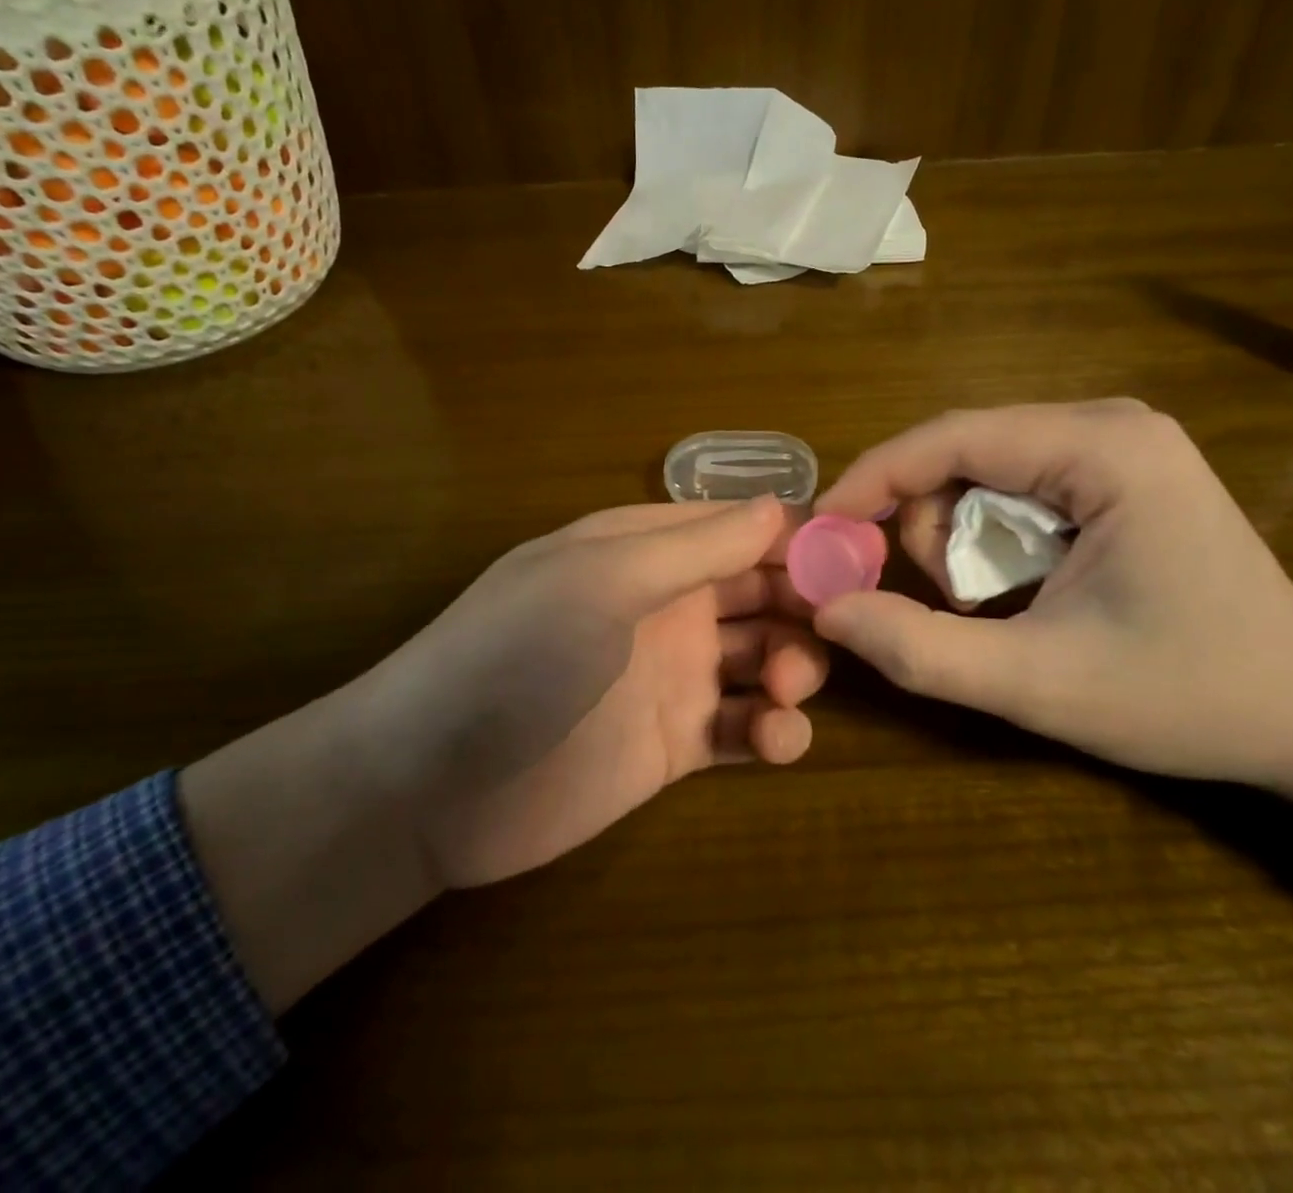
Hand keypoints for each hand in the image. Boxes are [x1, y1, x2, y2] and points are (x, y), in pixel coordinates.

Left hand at [346, 496, 822, 886]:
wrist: (433, 783)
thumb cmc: (516, 654)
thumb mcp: (602, 581)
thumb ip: (694, 547)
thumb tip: (781, 508)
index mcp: (647, 550)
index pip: (741, 527)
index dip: (800, 536)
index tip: (860, 555)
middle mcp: (667, 605)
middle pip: (763, 591)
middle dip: (805, 605)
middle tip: (839, 629)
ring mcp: (673, 676)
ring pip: (764, 659)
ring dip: (793, 668)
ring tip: (783, 689)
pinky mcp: (675, 745)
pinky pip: (743, 729)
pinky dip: (773, 732)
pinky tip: (776, 741)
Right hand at [811, 401, 1292, 785]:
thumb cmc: (1188, 696)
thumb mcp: (1039, 685)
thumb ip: (922, 649)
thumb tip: (828, 611)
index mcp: (1103, 448)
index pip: (952, 437)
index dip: (874, 478)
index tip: (822, 527)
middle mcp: (1108, 422)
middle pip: (963, 450)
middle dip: (928, 523)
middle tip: (946, 600)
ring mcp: (1117, 441)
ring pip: (982, 468)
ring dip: (959, 535)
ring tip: (990, 604)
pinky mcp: (1116, 469)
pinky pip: (1014, 484)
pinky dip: (990, 534)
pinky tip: (1018, 585)